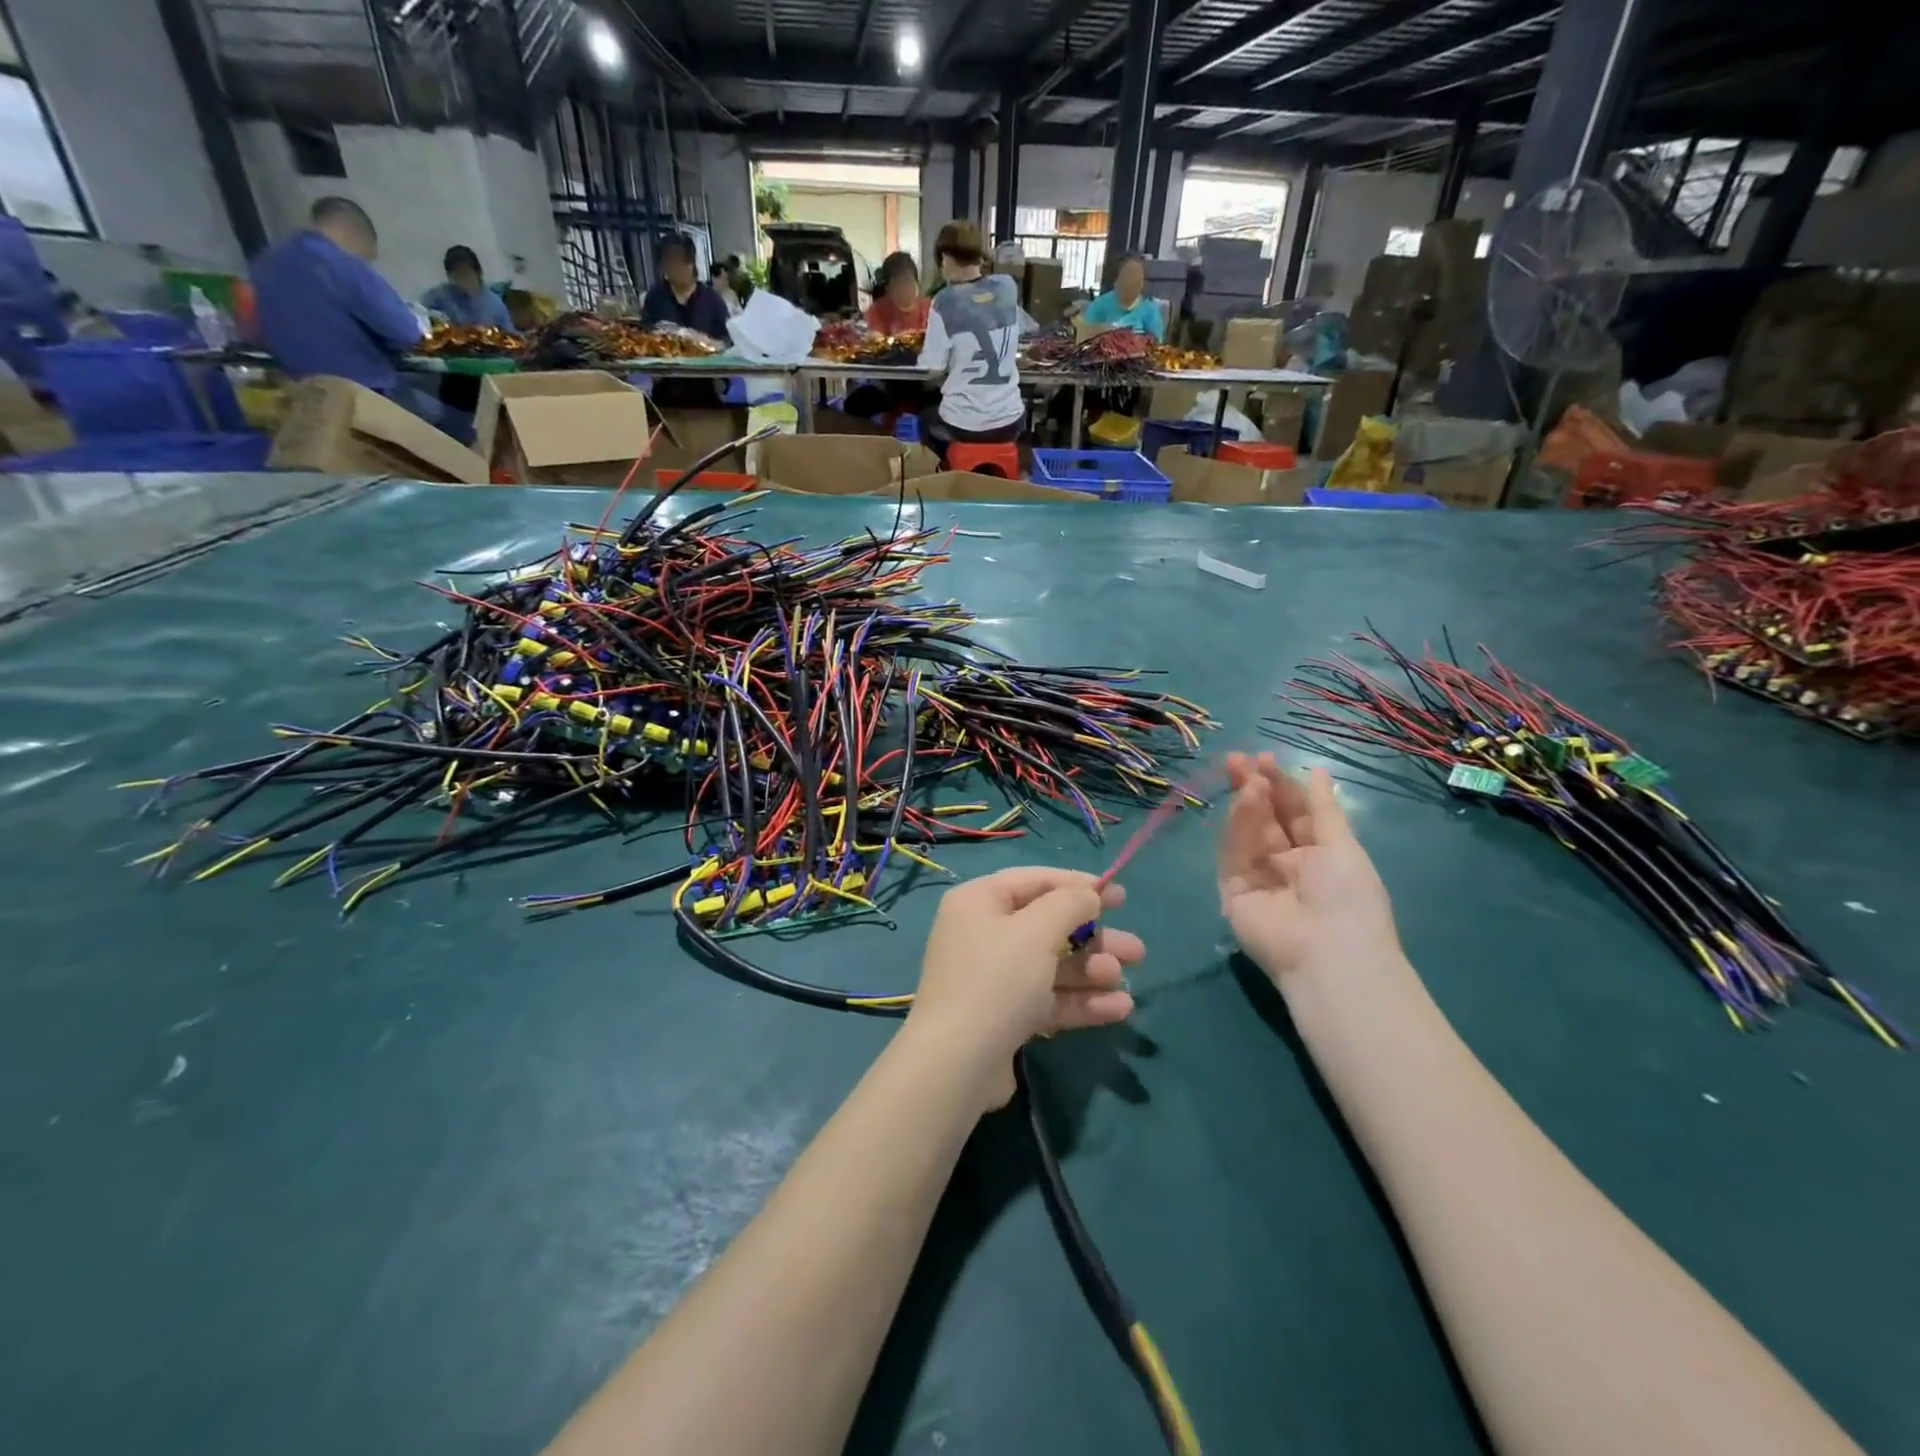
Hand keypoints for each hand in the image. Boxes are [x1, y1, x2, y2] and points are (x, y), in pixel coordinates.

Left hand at [909, 867, 1141, 1107]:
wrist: (957, 1064)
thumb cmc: (997, 979)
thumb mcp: (1037, 930)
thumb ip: (1069, 904)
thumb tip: (1088, 895)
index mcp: (979, 902)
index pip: (1035, 881)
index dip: (1078, 885)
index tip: (1120, 897)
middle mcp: (983, 933)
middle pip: (1048, 926)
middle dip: (1094, 937)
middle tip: (1136, 950)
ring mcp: (993, 978)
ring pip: (1052, 965)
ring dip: (1091, 970)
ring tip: (1123, 980)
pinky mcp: (1005, 1016)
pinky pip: (1048, 999)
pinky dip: (1080, 1000)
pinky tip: (1119, 1009)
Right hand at [1217, 752, 1401, 985]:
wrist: (1328, 954)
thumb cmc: (1348, 898)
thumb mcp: (1342, 846)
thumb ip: (1322, 809)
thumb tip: (1318, 772)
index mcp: (1317, 855)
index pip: (1293, 813)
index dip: (1280, 786)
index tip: (1265, 759)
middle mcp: (1285, 864)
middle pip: (1264, 819)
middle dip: (1253, 788)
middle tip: (1238, 760)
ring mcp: (1257, 876)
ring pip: (1247, 832)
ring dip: (1247, 804)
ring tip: (1247, 777)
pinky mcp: (1233, 890)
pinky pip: (1233, 853)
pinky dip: (1237, 827)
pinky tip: (1244, 802)